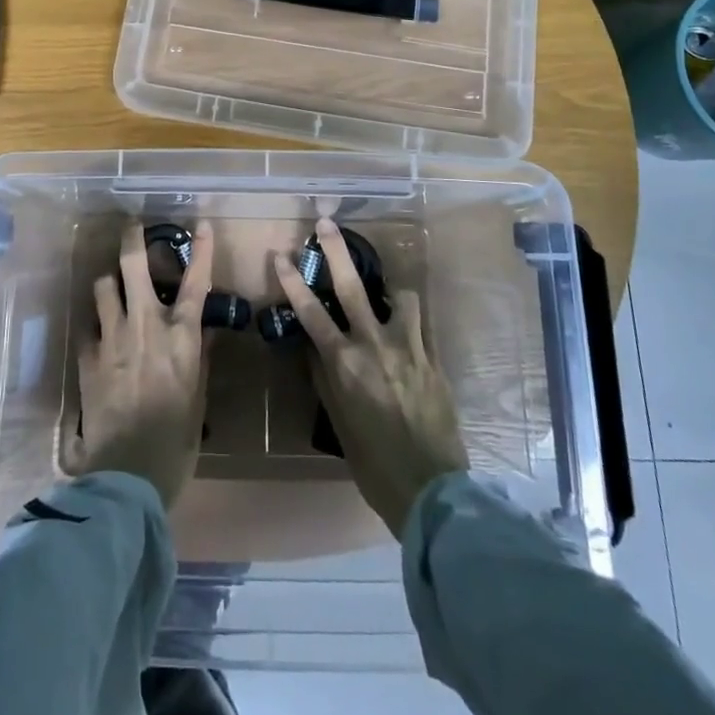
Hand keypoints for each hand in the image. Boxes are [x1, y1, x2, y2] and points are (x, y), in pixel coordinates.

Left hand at [67, 221, 213, 507]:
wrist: (126, 474)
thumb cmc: (174, 441)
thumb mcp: (197, 399)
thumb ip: (199, 358)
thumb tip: (203, 330)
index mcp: (180, 337)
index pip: (195, 282)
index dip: (201, 250)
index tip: (200, 224)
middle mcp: (145, 326)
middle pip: (134, 266)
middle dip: (132, 240)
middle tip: (132, 228)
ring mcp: (112, 338)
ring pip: (104, 287)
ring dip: (109, 282)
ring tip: (112, 286)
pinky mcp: (87, 357)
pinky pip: (89, 325)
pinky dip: (95, 323)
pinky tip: (98, 333)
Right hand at [275, 218, 468, 537]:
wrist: (431, 491)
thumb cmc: (374, 462)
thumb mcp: (339, 422)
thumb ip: (325, 378)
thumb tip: (314, 346)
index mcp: (344, 364)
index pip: (311, 313)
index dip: (293, 281)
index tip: (282, 255)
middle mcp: (374, 346)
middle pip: (351, 287)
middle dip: (336, 251)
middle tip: (326, 223)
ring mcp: (408, 348)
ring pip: (398, 296)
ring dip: (389, 287)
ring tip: (387, 290)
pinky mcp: (433, 357)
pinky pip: (422, 323)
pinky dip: (412, 316)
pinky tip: (409, 319)